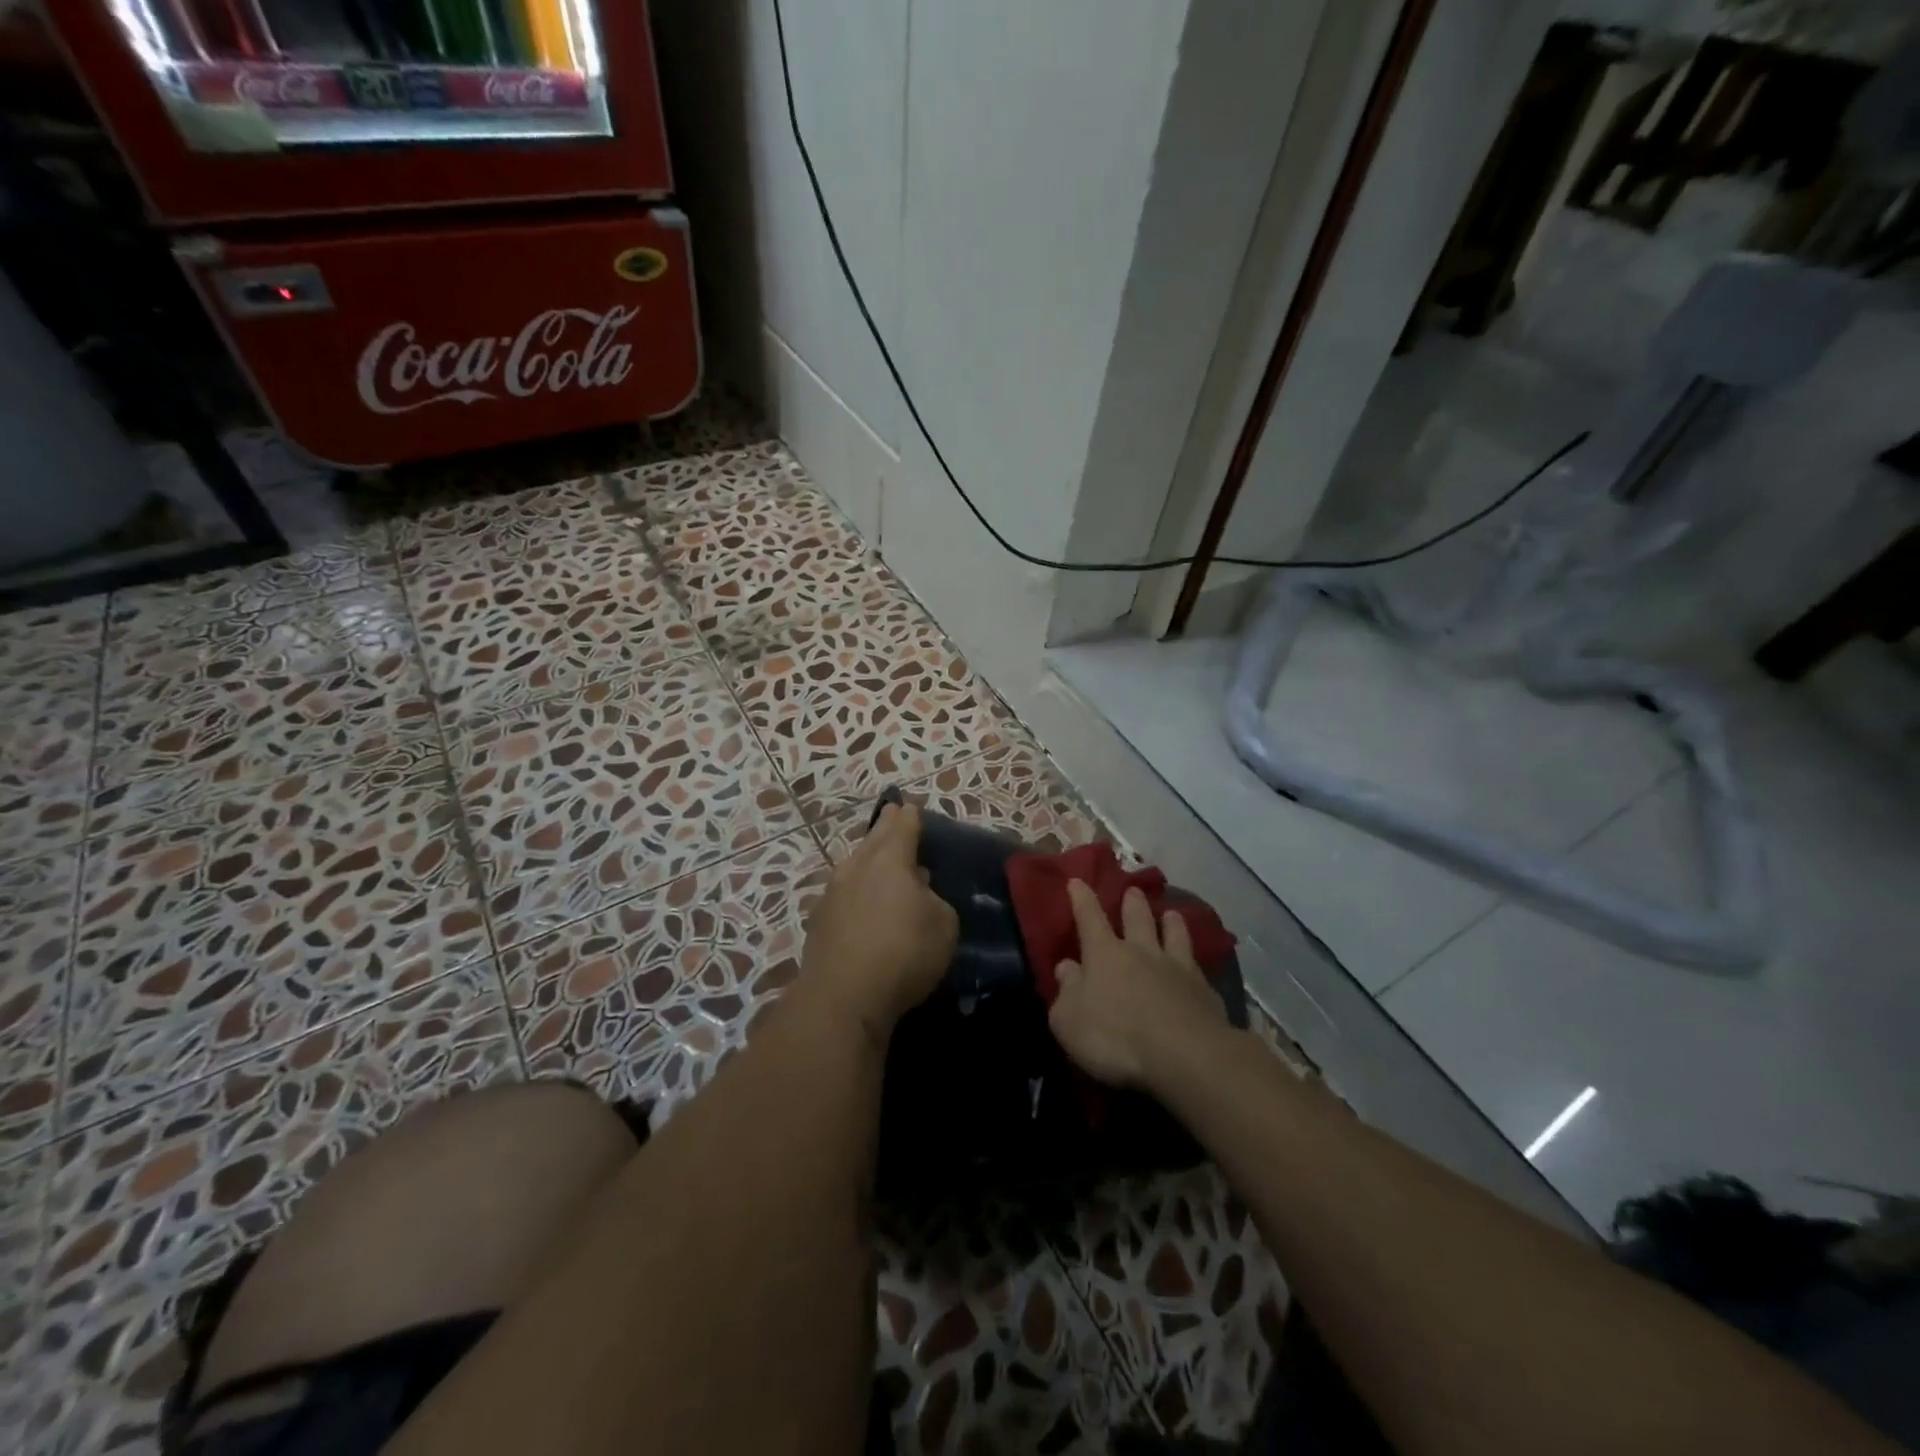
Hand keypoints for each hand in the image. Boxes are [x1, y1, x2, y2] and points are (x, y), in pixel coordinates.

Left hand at [801, 803, 957, 1041]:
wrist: (842, 998)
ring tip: (879, 859)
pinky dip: (856, 890)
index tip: (911, 807)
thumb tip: (919, 892)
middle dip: (886, 826)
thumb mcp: (943, 924)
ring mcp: (832, 892)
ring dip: (868, 859)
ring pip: (855, 865)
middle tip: (893, 815)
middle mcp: (857, 866)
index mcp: (890, 859)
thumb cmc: (903, 952)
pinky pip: (844, 893)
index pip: (903, 826)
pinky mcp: (819, 921)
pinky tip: (861, 902)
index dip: (910, 815)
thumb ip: (935, 899)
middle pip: (874, 838)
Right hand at [1049, 880, 1228, 1089]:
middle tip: (1133, 890)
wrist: (1185, 1055)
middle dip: (1133, 903)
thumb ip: (1066, 991)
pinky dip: (1193, 962)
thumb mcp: (1069, 1020)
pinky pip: (1197, 967)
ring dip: (1171, 922)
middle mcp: (1141, 952)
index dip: (1081, 899)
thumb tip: (1066, 967)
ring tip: (1172, 914)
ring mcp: (1177, 968)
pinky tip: (1196, 966)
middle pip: (1137, 918)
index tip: (1077, 881)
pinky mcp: (1205, 991)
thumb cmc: (1115, 1037)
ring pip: (1174, 935)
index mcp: (1104, 954)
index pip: (1089, 918)